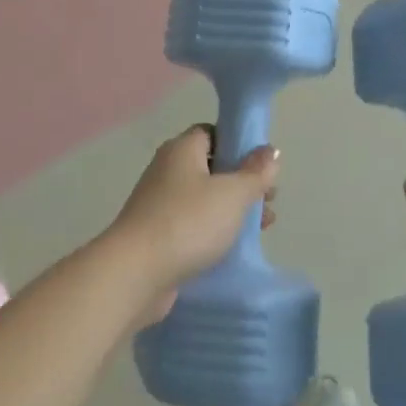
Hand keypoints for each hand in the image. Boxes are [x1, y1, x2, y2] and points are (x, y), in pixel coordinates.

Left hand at [106, 124, 279, 321]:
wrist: (135, 274)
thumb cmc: (188, 222)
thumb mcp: (233, 193)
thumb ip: (256, 172)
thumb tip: (270, 151)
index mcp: (181, 150)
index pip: (212, 132)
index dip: (239, 143)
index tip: (262, 164)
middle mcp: (167, 170)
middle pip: (212, 167)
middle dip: (242, 182)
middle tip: (269, 200)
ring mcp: (159, 204)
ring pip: (204, 199)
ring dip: (232, 210)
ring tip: (262, 227)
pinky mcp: (157, 236)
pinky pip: (193, 225)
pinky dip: (214, 232)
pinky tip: (234, 248)